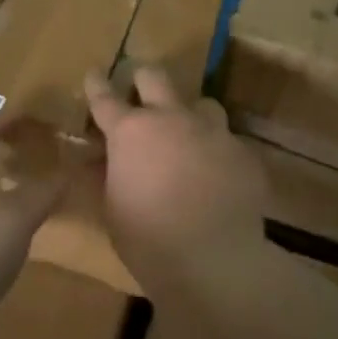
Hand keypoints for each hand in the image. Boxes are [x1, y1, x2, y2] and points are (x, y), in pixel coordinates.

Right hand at [83, 67, 269, 286]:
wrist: (215, 263)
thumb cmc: (148, 239)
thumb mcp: (112, 209)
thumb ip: (105, 175)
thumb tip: (98, 160)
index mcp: (130, 131)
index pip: (104, 96)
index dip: (96, 83)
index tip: (94, 75)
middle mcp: (170, 118)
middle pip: (154, 77)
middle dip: (143, 80)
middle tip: (140, 94)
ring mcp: (211, 132)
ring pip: (201, 103)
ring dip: (190, 115)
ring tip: (189, 136)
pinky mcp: (243, 153)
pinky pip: (228, 141)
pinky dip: (218, 152)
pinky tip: (218, 176)